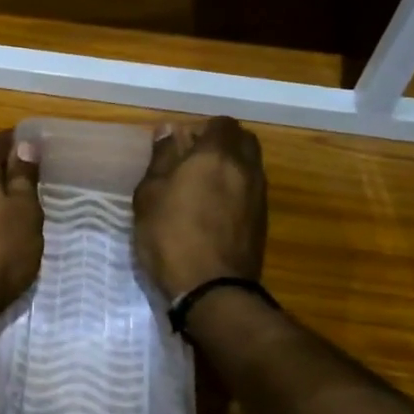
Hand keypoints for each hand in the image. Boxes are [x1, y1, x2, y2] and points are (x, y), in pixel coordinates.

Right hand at [133, 116, 267, 299]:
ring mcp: (258, 196)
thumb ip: (161, 159)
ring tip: (202, 190)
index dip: (202, 130)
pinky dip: (237, 192)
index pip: (220, 124)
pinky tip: (214, 212)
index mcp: (216, 155)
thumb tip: (168, 131)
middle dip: (222, 145)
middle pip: (243, 141)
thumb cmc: (170, 236)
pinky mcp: (262, 221)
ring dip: (231, 169)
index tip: (181, 146)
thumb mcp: (150, 195)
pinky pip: (251, 191)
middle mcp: (245, 168)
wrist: (212, 288)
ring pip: (250, 166)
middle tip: (194, 163)